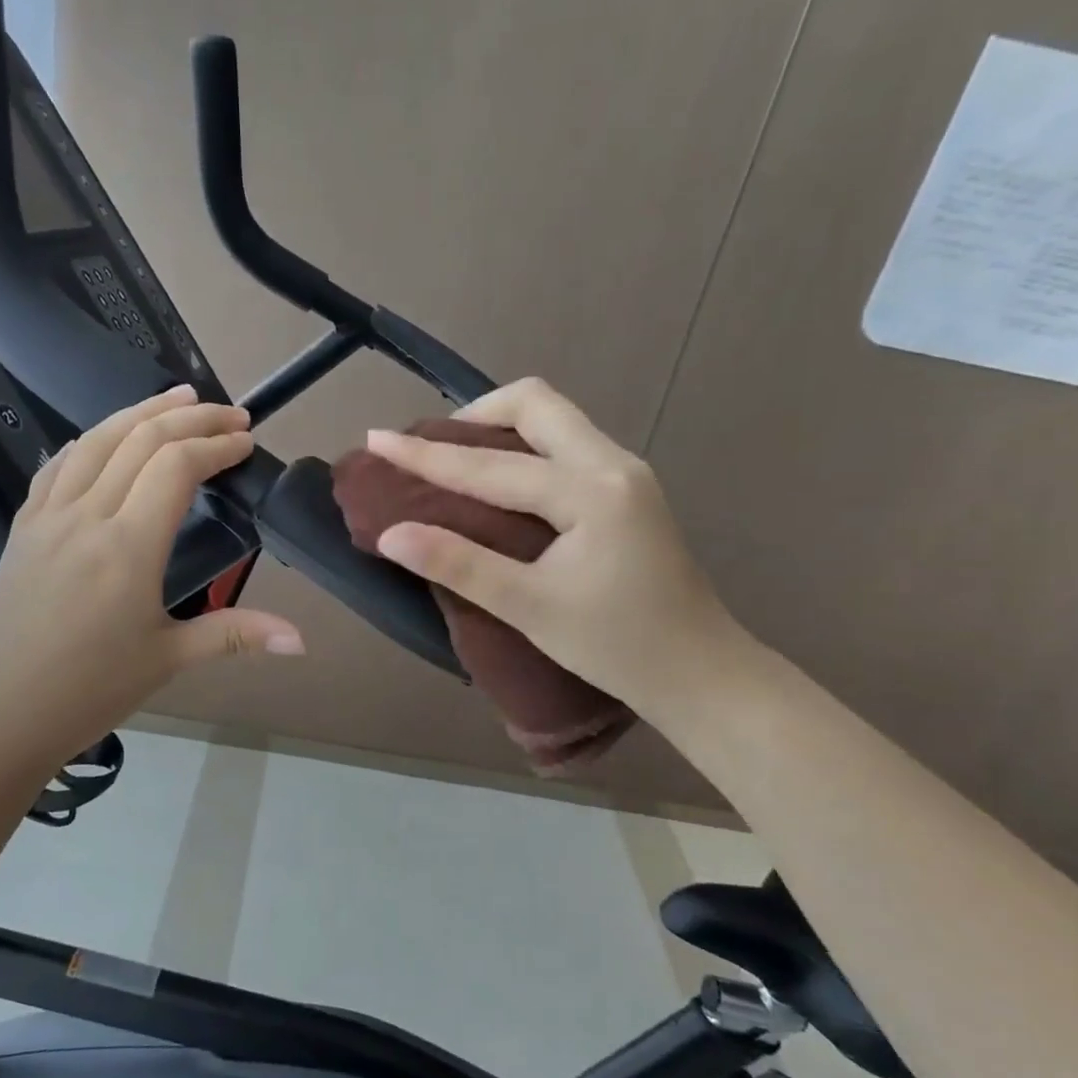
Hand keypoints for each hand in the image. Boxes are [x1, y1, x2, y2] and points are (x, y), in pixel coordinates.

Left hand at [0, 385, 302, 775]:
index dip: (216, 445)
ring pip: (97, 439)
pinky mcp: (23, 526)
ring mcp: (48, 516)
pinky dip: (92, 439)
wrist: (2, 714)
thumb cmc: (91, 689)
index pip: (176, 466)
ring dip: (142, 411)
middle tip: (230, 413)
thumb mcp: (170, 659)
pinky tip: (108, 436)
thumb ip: (237, 634)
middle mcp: (86, 515)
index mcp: (127, 546)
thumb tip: (301, 640)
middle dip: (191, 417)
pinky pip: (59, 464)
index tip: (246, 442)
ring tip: (178, 396)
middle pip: (141, 439)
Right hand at [365, 378, 734, 708]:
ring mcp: (627, 472)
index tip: (377, 438)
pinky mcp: (629, 489)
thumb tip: (390, 534)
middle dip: (475, 415)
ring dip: (502, 428)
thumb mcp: (530, 607)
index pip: (491, 464)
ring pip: (555, 419)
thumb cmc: (617, 646)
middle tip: (433, 451)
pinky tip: (504, 482)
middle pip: (536, 403)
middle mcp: (613, 463)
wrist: (701, 673)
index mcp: (590, 489)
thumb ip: (459, 565)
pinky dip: (526, 447)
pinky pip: (568, 443)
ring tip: (458, 461)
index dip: (427, 454)